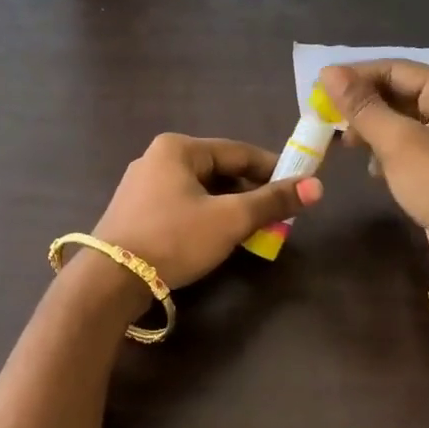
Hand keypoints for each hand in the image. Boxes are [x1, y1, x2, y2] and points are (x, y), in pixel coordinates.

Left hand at [90, 133, 322, 289]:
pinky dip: (205, 217)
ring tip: (252, 229)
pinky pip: (181, 206)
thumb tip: (317, 187)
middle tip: (277, 216)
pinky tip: (217, 237)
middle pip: (218, 170)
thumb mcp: (229, 219)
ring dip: (228, 207)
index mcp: (178, 148)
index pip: (239, 151)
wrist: (111, 279)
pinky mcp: (134, 212)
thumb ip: (272, 202)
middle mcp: (156, 158)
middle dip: (250, 192)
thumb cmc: (174, 239)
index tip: (298, 188)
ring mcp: (141, 186)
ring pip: (200, 190)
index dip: (273, 169)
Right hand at [319, 61, 428, 270]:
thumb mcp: (397, 140)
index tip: (319, 90)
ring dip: (372, 131)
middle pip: (400, 94)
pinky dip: (387, 155)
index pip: (396, 69)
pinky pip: (409, 150)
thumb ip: (361, 106)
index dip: (356, 75)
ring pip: (402, 124)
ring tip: (348, 146)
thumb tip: (328, 72)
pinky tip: (372, 171)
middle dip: (363, 106)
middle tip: (328, 121)